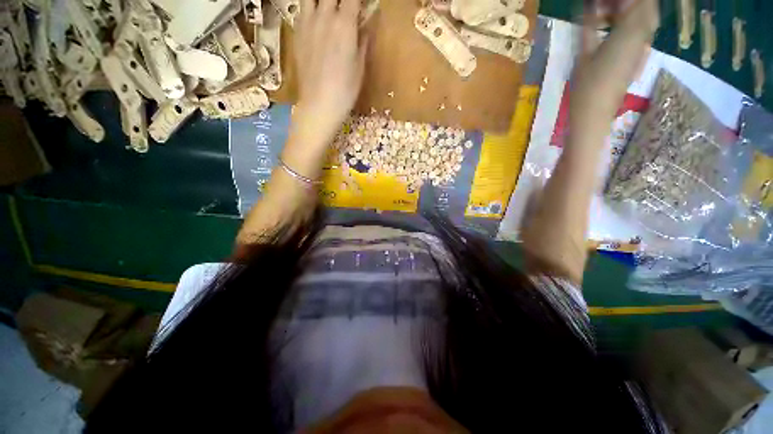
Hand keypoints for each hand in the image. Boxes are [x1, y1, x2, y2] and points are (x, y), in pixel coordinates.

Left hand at [294, 0, 367, 132]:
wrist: (319, 104)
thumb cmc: (345, 90)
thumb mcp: (360, 68)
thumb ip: (363, 41)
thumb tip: (365, 25)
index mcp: (345, 24)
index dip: (357, 0)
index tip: (361, 6)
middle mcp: (324, 16)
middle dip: (341, 0)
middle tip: (346, 8)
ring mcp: (307, 23)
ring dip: (322, 1)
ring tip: (328, 9)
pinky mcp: (297, 33)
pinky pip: (302, 9)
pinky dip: (310, 8)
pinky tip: (316, 18)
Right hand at [570, 0, 658, 127]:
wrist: (595, 113)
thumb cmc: (586, 86)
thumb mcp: (584, 54)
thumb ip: (589, 27)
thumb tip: (590, 7)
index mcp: (629, 32)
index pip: (637, 2)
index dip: (620, 0)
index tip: (599, 2)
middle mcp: (642, 36)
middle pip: (647, 6)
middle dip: (630, 3)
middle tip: (606, 7)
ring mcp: (643, 47)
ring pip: (647, 18)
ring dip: (632, 11)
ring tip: (609, 14)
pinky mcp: (639, 56)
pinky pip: (643, 31)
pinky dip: (632, 23)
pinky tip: (614, 28)